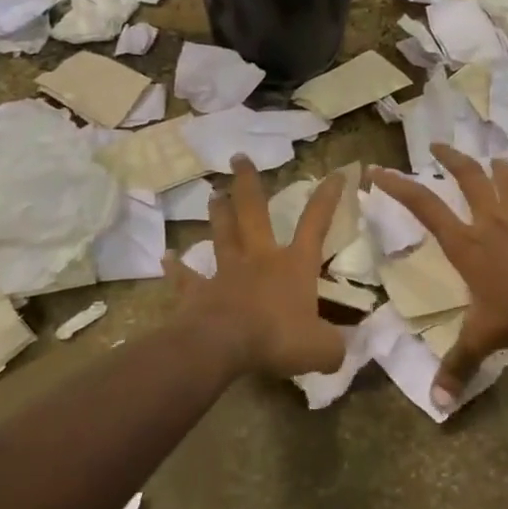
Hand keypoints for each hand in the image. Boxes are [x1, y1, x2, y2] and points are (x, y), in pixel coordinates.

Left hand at [172, 155, 346, 378]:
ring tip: (214, 193)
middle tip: (239, 158)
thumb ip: (334, 347)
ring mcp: (226, 272)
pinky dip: (176, 267)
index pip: (315, 224)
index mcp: (293, 265)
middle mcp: (260, 258)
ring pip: (222, 234)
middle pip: (254, 212)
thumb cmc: (277, 338)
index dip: (327, 198)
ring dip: (219, 213)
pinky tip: (165, 257)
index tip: (334, 172)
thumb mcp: (321, 349)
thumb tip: (341, 350)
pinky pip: (186, 277)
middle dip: (249, 183)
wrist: (223, 346)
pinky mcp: (199, 292)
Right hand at [370, 145, 507, 408]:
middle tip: (437, 145)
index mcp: (468, 244)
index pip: (425, 207)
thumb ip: (459, 365)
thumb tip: (437, 403)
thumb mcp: (484, 338)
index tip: (378, 170)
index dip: (399, 187)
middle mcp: (493, 224)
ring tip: (496, 158)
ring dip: (502, 171)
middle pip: (469, 180)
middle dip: (452, 160)